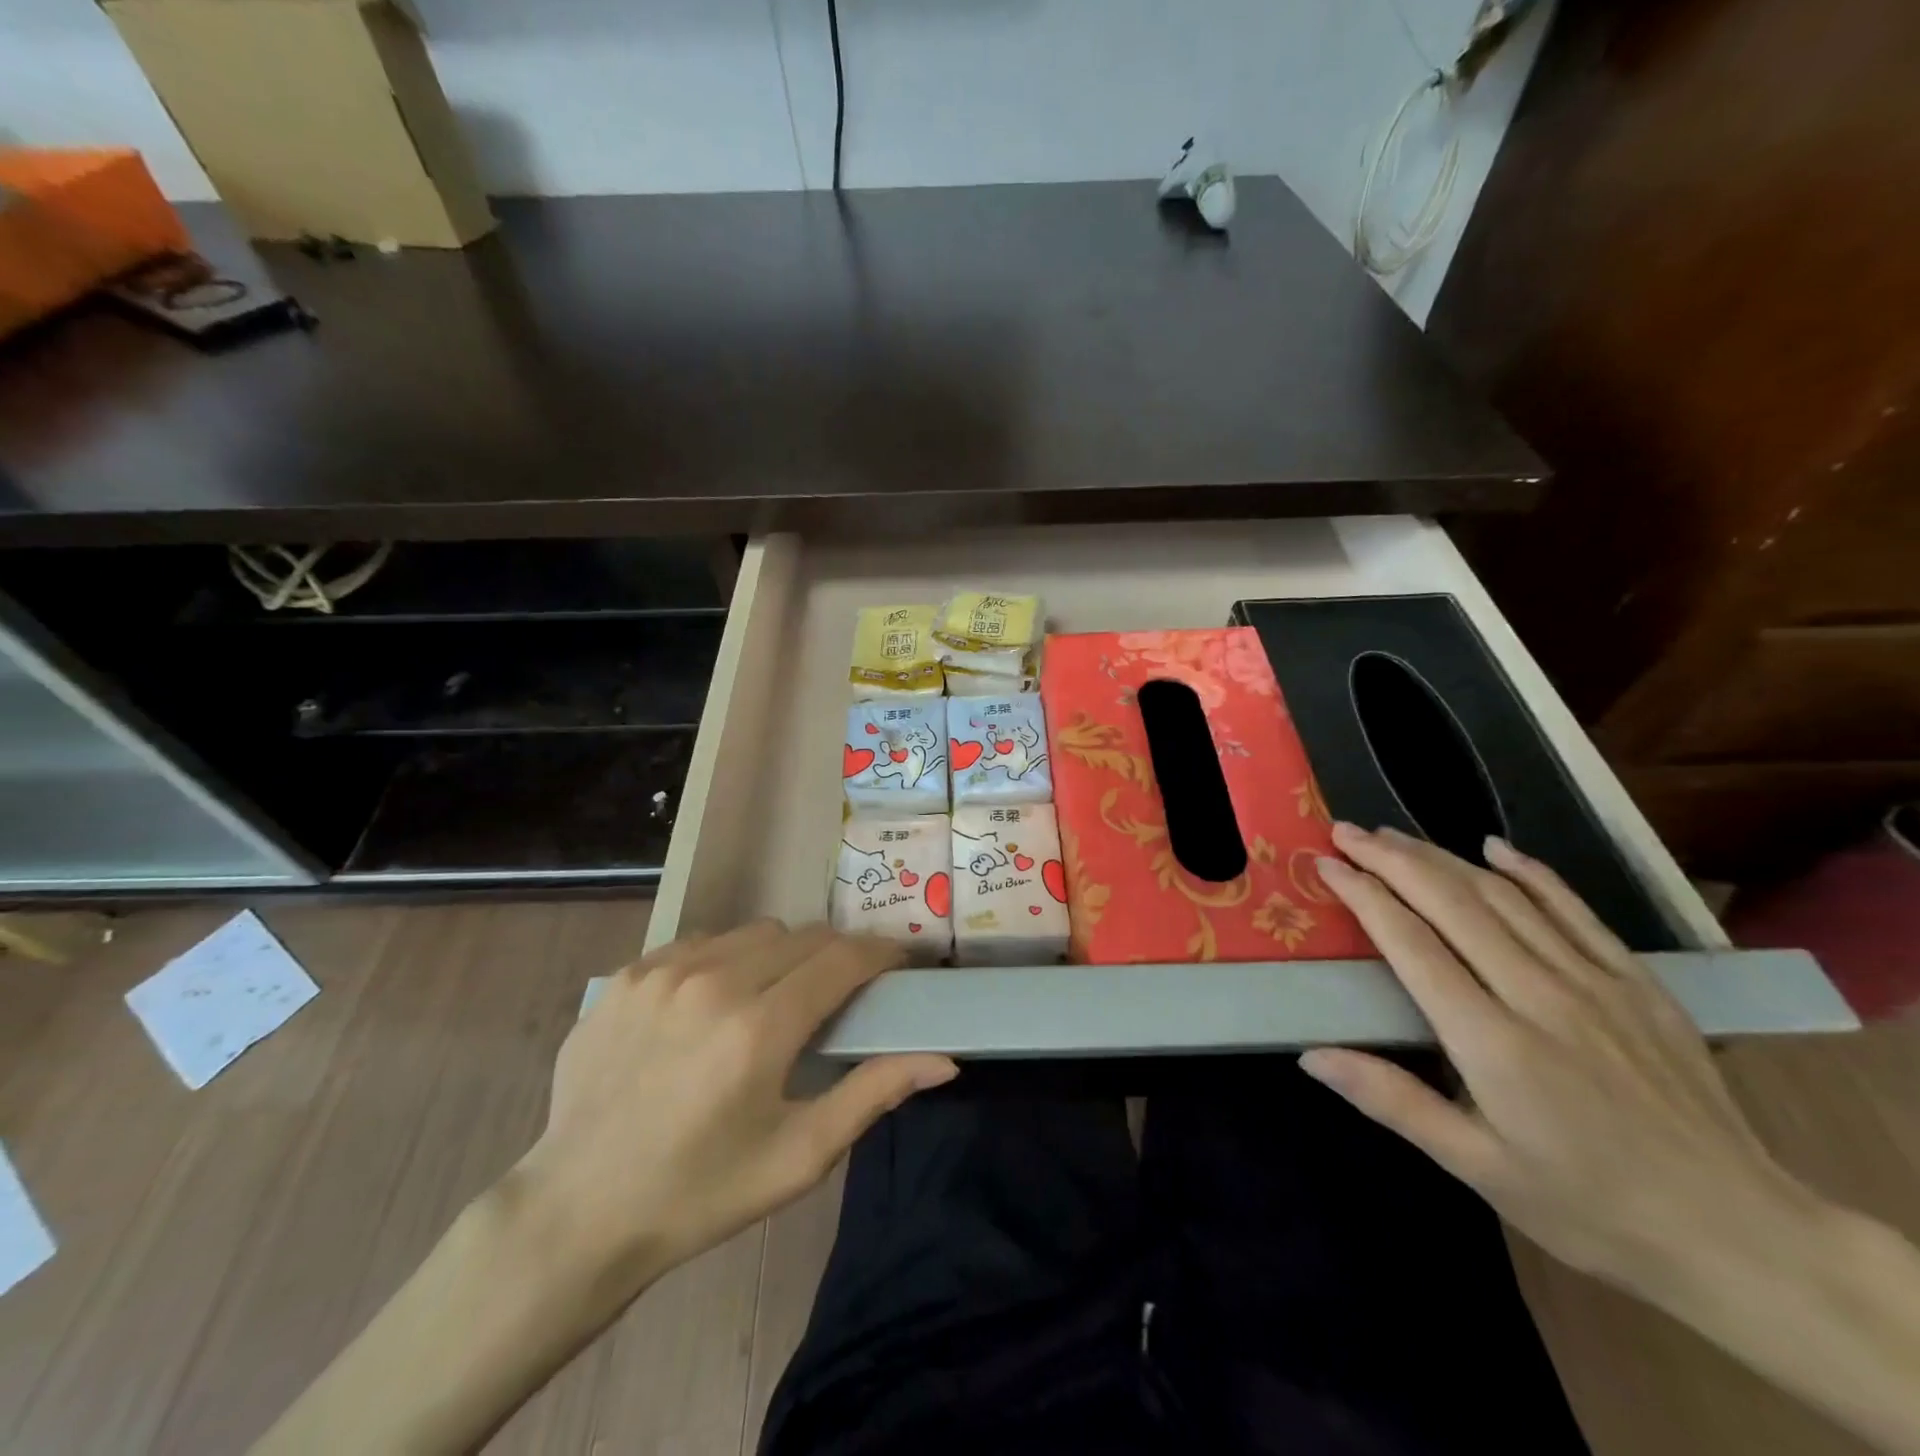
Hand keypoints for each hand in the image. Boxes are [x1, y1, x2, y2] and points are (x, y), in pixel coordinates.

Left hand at [511, 921, 957, 1287]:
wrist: (577, 1212)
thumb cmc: (701, 1192)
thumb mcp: (798, 1156)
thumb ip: (873, 1094)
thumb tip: (946, 1060)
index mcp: (759, 1028)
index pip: (842, 959)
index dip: (880, 953)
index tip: (897, 963)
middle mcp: (712, 982)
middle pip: (802, 936)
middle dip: (834, 955)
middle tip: (838, 992)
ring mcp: (662, 972)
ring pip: (752, 933)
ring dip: (780, 954)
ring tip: (775, 997)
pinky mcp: (626, 976)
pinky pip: (698, 944)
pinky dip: (724, 960)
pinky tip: (712, 1006)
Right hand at [1304, 824, 1821, 1302]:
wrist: (1741, 1236)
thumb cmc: (1589, 1207)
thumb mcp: (1478, 1169)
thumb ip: (1392, 1101)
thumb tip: (1311, 1056)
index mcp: (1493, 1042)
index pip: (1412, 943)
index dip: (1364, 895)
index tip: (1327, 865)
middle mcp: (1541, 995)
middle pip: (1452, 903)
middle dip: (1391, 859)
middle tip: (1347, 832)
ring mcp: (1596, 983)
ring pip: (1505, 896)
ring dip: (1443, 857)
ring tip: (1395, 836)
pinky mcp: (1638, 983)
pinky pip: (1575, 910)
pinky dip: (1531, 872)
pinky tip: (1495, 848)